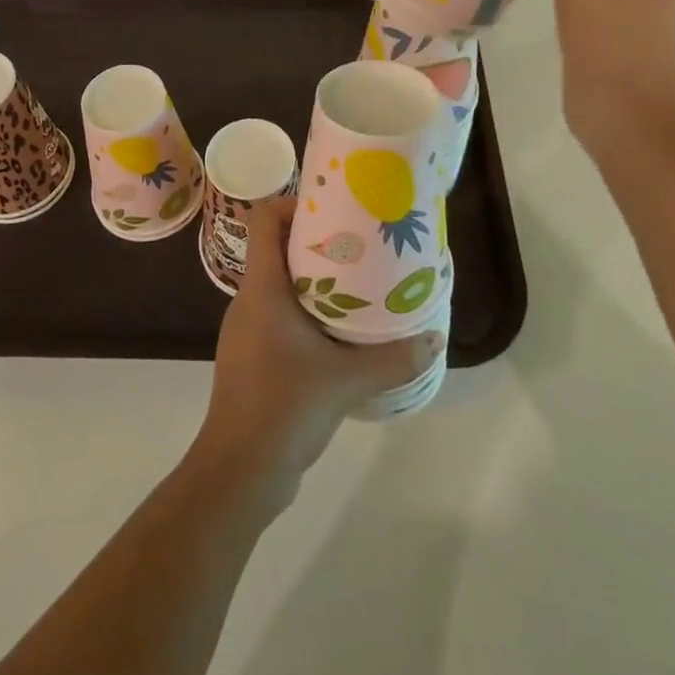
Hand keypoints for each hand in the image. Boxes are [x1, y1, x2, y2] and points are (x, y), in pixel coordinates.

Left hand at [189, 210, 444, 510]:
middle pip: (276, 248)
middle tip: (360, 242)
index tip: (333, 207)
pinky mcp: (255, 356)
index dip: (293, 203)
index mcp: (261, 288)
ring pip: (280, 284)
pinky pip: (281, 315)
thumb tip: (434, 338)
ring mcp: (249, 329)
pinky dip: (309, 311)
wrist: (239, 472)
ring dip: (315, 279)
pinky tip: (341, 331)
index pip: (264, 219)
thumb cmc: (283, 407)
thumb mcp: (345, 381)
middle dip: (317, 240)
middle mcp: (250, 300)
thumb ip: (393, 359)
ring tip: (359, 282)